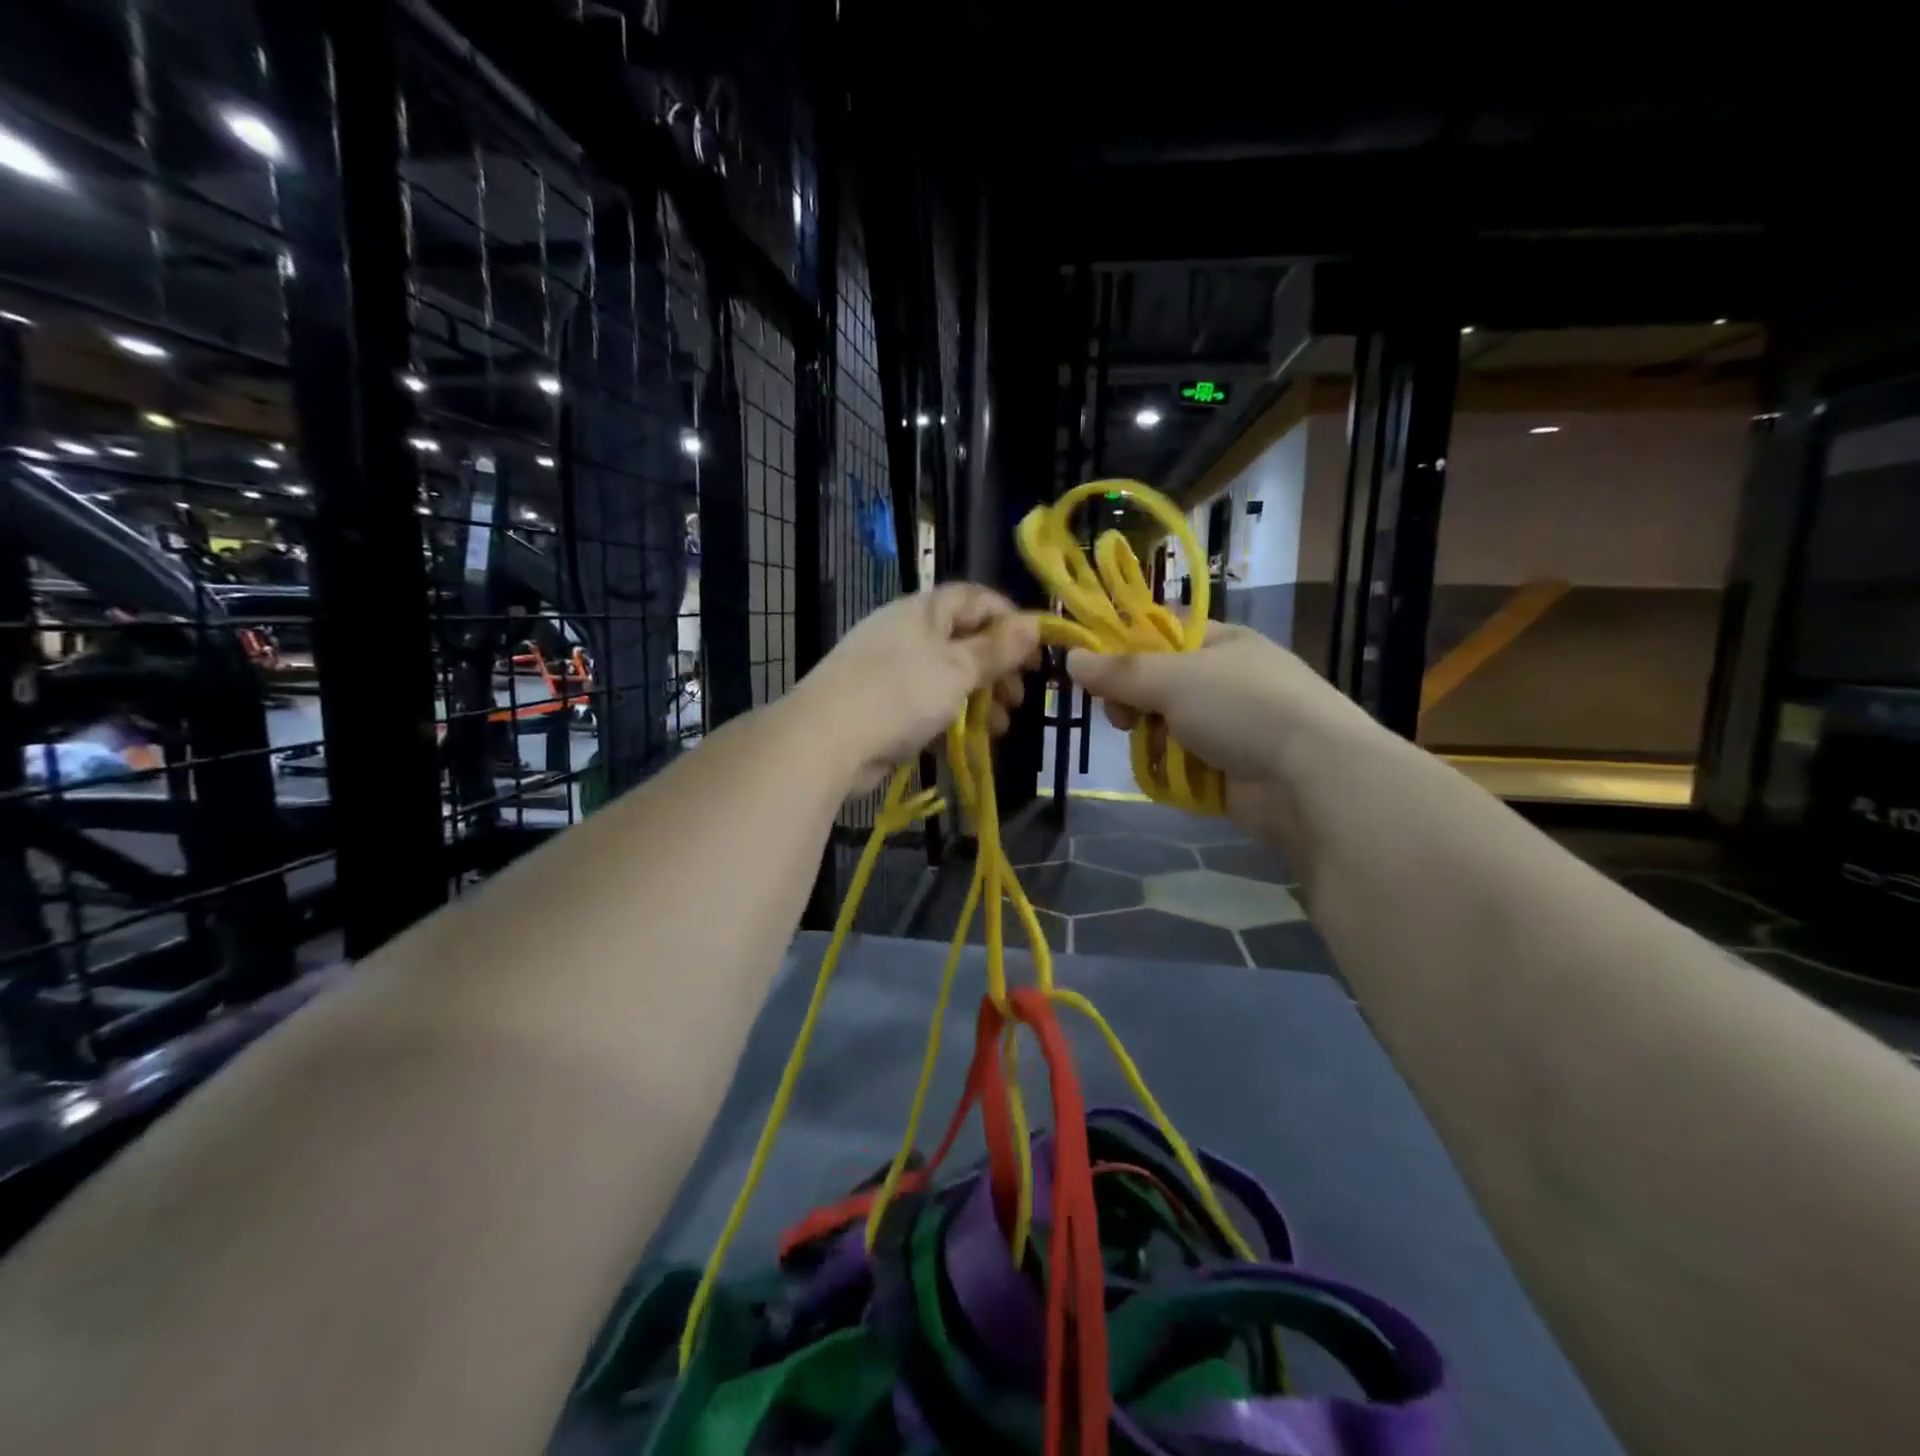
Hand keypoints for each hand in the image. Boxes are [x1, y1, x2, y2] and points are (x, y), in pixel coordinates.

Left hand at [798, 584, 1040, 792]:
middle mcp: (907, 633)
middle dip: (997, 669)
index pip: (975, 599)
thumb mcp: (957, 669)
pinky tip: (972, 740)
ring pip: (948, 677)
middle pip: (964, 640)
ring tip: (1001, 726)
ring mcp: (892, 670)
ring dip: (980, 699)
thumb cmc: (899, 694)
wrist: (825, 740)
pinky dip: (953, 718)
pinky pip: (928, 704)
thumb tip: (1034, 624)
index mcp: (923, 611)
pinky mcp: (883, 706)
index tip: (1037, 651)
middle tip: (1019, 697)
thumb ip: (996, 650)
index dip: (1010, 620)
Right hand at [1066, 623, 1380, 825]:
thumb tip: (1072, 657)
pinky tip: (1165, 774)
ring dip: (1149, 738)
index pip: (1160, 632)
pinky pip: (1181, 762)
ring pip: (1165, 726)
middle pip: (1157, 684)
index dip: (1124, 648)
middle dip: (1132, 701)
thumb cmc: (1244, 708)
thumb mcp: (1174, 678)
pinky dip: (1169, 768)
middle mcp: (1224, 680)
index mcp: (1221, 643)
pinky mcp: (1228, 767)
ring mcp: (1229, 726)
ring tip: (1149, 750)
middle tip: (1122, 718)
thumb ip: (1120, 671)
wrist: (1312, 778)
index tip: (1094, 671)